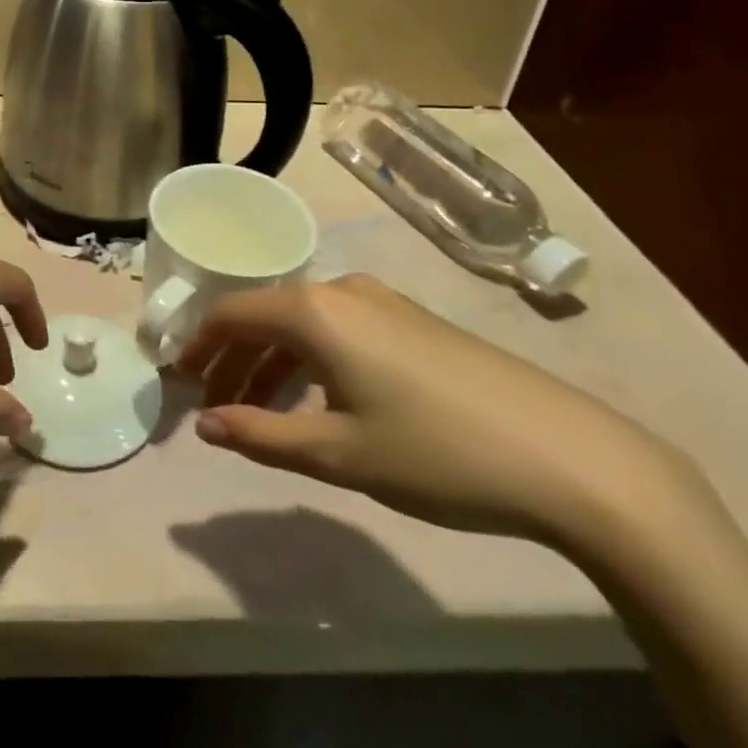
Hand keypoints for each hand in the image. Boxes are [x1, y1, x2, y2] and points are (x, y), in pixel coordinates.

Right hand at [180, 275, 696, 547]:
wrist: (569, 456)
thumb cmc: (437, 453)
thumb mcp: (339, 453)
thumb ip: (262, 434)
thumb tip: (205, 425)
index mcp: (314, 311)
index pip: (231, 313)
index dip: (198, 345)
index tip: (177, 381)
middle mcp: (341, 291)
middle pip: (264, 317)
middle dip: (231, 360)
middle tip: (210, 407)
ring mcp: (382, 302)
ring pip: (302, 324)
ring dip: (270, 363)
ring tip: (256, 412)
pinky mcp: (412, 321)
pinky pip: (338, 330)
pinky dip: (310, 361)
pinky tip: (317, 401)